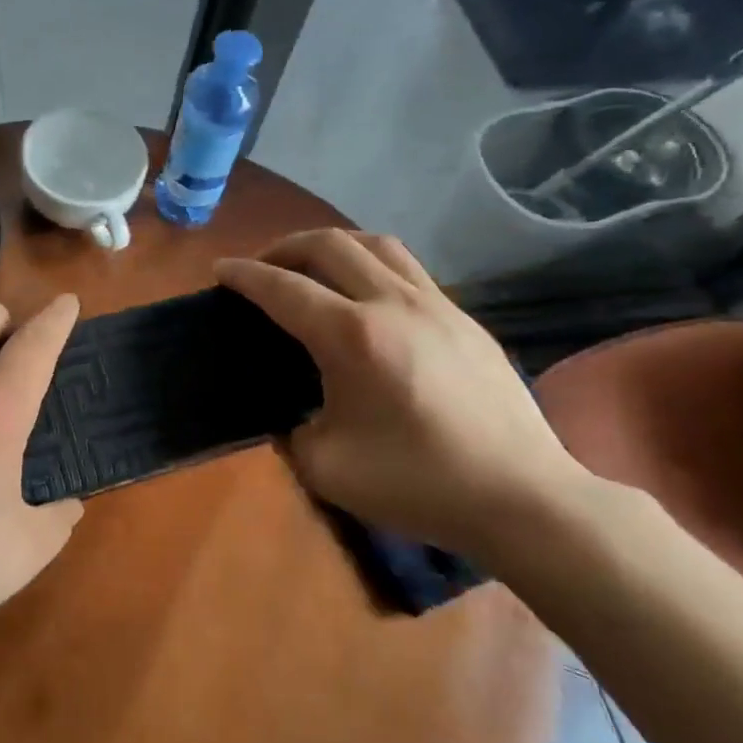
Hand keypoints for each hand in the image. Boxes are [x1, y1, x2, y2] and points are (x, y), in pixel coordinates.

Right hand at [216, 230, 586, 557]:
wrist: (522, 498)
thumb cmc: (418, 484)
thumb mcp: (326, 468)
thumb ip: (292, 430)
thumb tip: (292, 411)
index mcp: (352, 337)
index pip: (283, 288)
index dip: (245, 276)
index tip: (220, 271)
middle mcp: (392, 303)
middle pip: (328, 245)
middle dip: (284, 248)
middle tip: (262, 267)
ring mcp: (436, 305)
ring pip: (375, 244)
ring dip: (332, 245)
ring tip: (312, 266)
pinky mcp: (464, 318)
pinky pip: (408, 268)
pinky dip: (371, 264)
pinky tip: (366, 296)